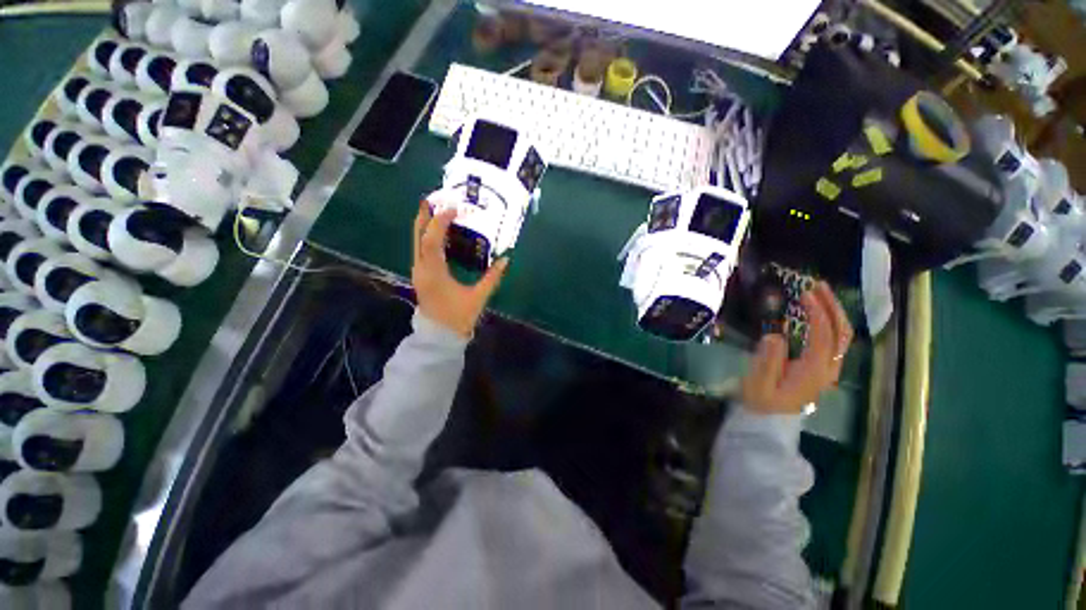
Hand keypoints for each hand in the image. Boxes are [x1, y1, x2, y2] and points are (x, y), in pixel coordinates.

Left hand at [412, 202, 508, 337]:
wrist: (440, 335)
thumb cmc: (459, 317)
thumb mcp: (478, 296)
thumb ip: (492, 277)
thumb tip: (505, 259)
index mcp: (434, 273)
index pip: (432, 240)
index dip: (440, 221)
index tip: (453, 208)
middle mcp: (422, 268)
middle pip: (418, 236)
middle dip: (425, 215)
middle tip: (435, 198)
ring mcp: (418, 271)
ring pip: (417, 241)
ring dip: (425, 224)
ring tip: (435, 209)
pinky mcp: (421, 274)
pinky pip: (421, 249)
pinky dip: (427, 235)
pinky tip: (437, 231)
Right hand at [741, 282, 853, 414]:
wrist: (768, 423)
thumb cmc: (760, 403)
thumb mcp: (758, 385)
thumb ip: (767, 362)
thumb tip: (774, 335)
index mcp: (813, 372)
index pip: (824, 336)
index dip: (818, 313)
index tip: (804, 293)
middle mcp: (827, 369)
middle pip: (842, 334)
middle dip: (833, 306)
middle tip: (817, 285)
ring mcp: (827, 370)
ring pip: (842, 337)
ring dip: (833, 312)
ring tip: (818, 293)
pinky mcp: (821, 369)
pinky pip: (833, 342)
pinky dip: (829, 323)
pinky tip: (817, 313)